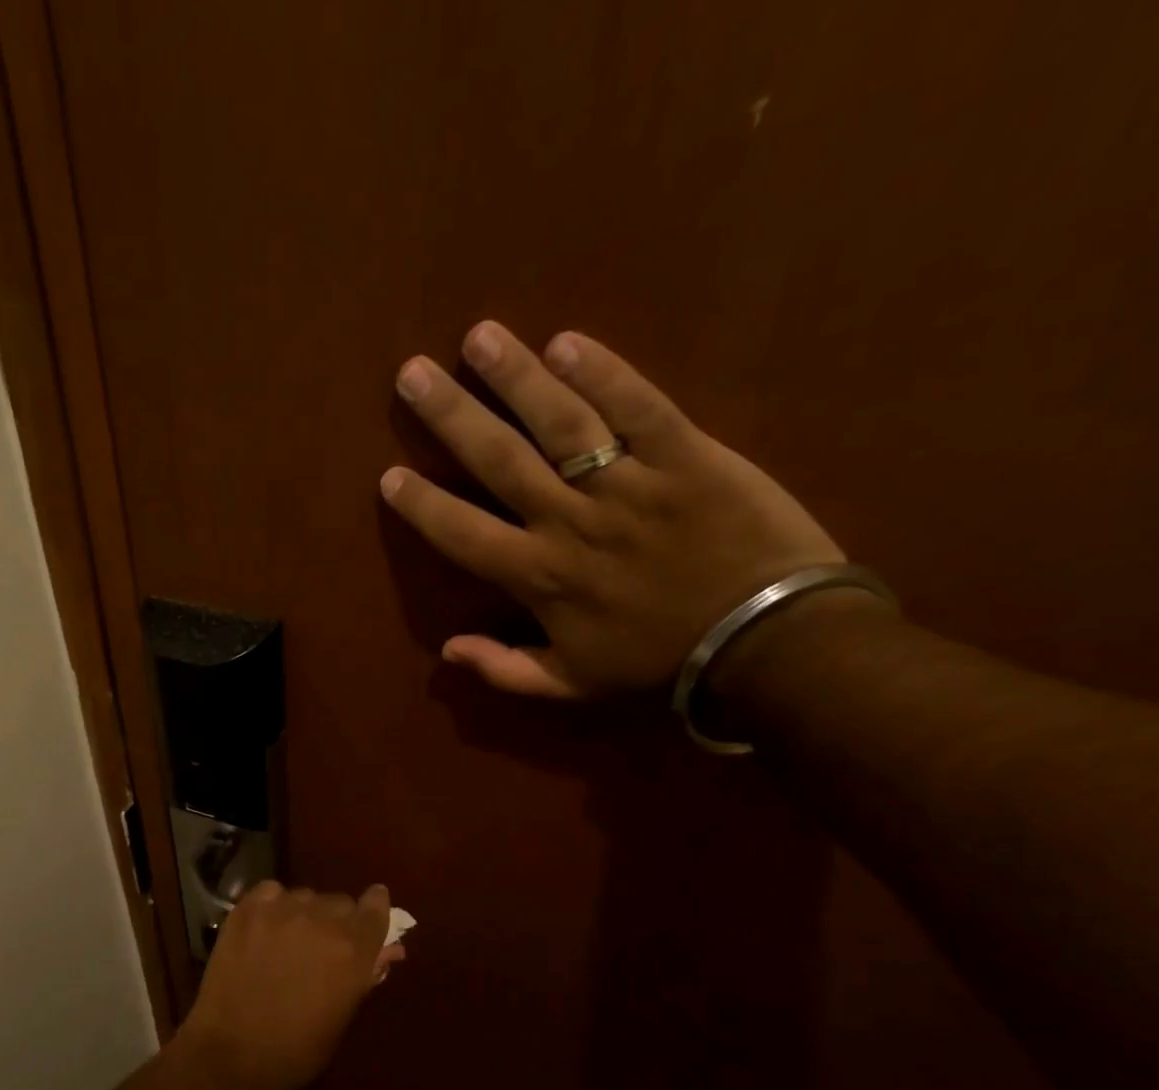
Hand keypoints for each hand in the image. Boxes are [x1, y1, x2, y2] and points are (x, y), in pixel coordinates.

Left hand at [168, 882, 399, 1089]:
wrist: (231, 1055)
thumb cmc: (297, 1050)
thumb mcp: (343, 1016)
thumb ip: (365, 975)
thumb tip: (388, 950)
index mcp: (353, 950)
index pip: (376, 908)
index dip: (375, 907)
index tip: (372, 909)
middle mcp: (321, 920)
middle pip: (340, 902)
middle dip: (338, 920)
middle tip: (323, 945)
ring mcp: (281, 910)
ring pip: (305, 896)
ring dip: (305, 913)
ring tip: (290, 939)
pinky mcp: (247, 910)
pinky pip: (271, 892)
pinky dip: (273, 904)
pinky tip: (265, 927)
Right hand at [379, 321, 840, 699]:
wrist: (768, 642)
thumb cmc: (661, 662)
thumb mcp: (573, 685)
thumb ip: (506, 670)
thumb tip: (448, 650)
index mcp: (541, 577)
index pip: (464, 534)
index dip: (423, 505)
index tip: (390, 475)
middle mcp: (571, 522)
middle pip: (499, 460)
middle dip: (451, 415)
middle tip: (411, 374)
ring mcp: (629, 484)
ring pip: (560, 422)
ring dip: (515, 377)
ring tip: (479, 336)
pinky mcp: (686, 455)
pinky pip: (638, 406)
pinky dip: (603, 373)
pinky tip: (566, 342)